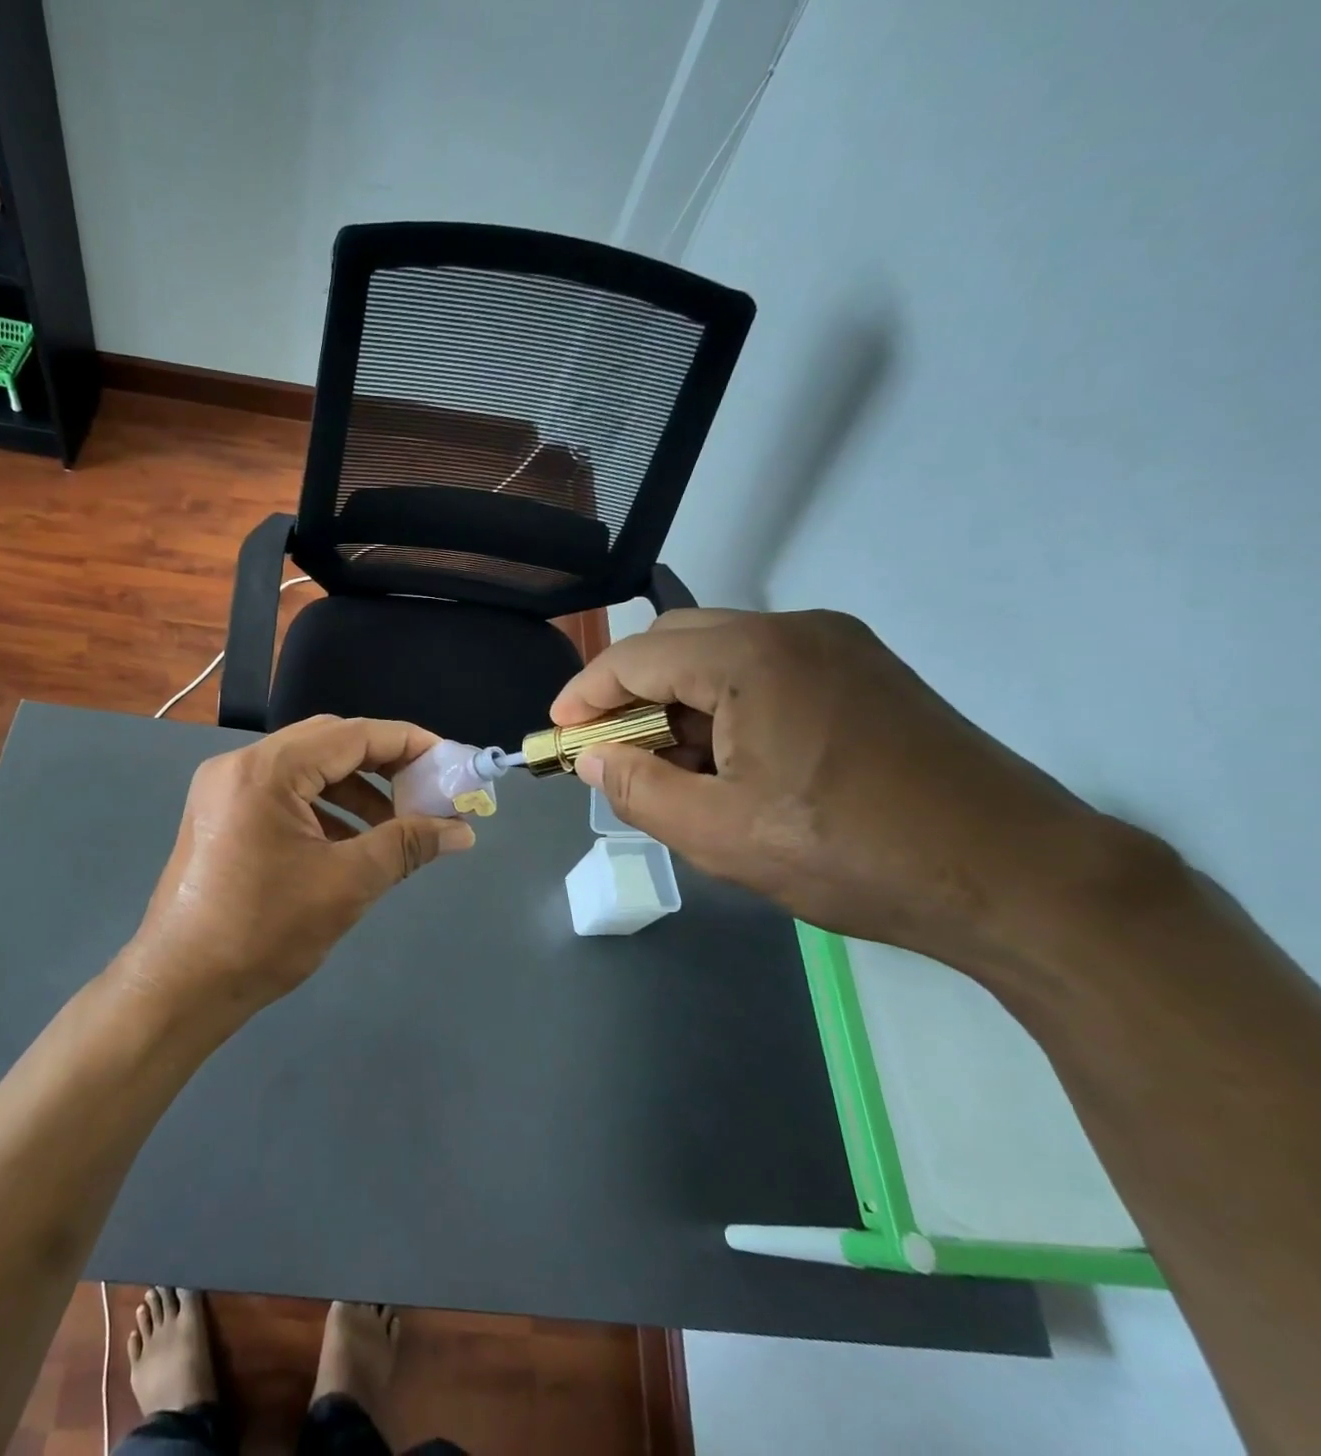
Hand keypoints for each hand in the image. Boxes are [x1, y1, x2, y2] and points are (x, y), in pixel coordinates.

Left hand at [124, 716, 475, 1012]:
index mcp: (267, 770)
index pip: (353, 735)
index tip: (450, 760)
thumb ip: (407, 845)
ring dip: (354, 790)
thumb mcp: (346, 884)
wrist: (180, 986)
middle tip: (426, 790)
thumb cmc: (264, 932)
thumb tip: (462, 830)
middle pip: (327, 743)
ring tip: (394, 826)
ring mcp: (223, 788)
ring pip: (305, 768)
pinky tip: (350, 841)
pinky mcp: (219, 814)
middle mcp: (240, 765)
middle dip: (383, 765)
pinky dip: (322, 808)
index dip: (408, 743)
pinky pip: (282, 793)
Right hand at [552, 609, 1110, 964]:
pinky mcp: (867, 672)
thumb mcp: (720, 834)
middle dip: (630, 692)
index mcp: (752, 658)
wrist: (1020, 877)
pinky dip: (727, 704)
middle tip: (610, 750)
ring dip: (679, 700)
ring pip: (723, 654)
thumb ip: (637, 789)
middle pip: (677, 640)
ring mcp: (839, 646)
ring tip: (671, 767)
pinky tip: (730, 761)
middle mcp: (795, 630)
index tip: (557, 732)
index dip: (586, 693)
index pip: (637, 656)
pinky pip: (767, 670)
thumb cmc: (853, 854)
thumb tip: (592, 756)